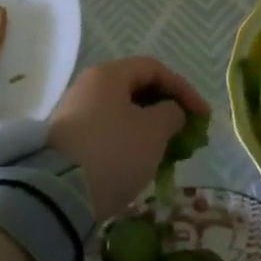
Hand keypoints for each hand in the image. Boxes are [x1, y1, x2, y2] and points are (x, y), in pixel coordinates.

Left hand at [48, 57, 209, 220]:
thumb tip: (169, 111)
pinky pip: (107, 131)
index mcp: (109, 74)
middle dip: (165, 108)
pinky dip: (129, 141)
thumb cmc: (114, 151)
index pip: (154, 68)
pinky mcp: (68, 139)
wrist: (58, 191)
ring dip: (148, 127)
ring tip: (166, 150)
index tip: (202, 115)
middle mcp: (89, 85)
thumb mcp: (154, 131)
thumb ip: (171, 114)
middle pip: (135, 88)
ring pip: (121, 111)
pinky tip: (139, 162)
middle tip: (185, 132)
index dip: (183, 89)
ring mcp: (75, 112)